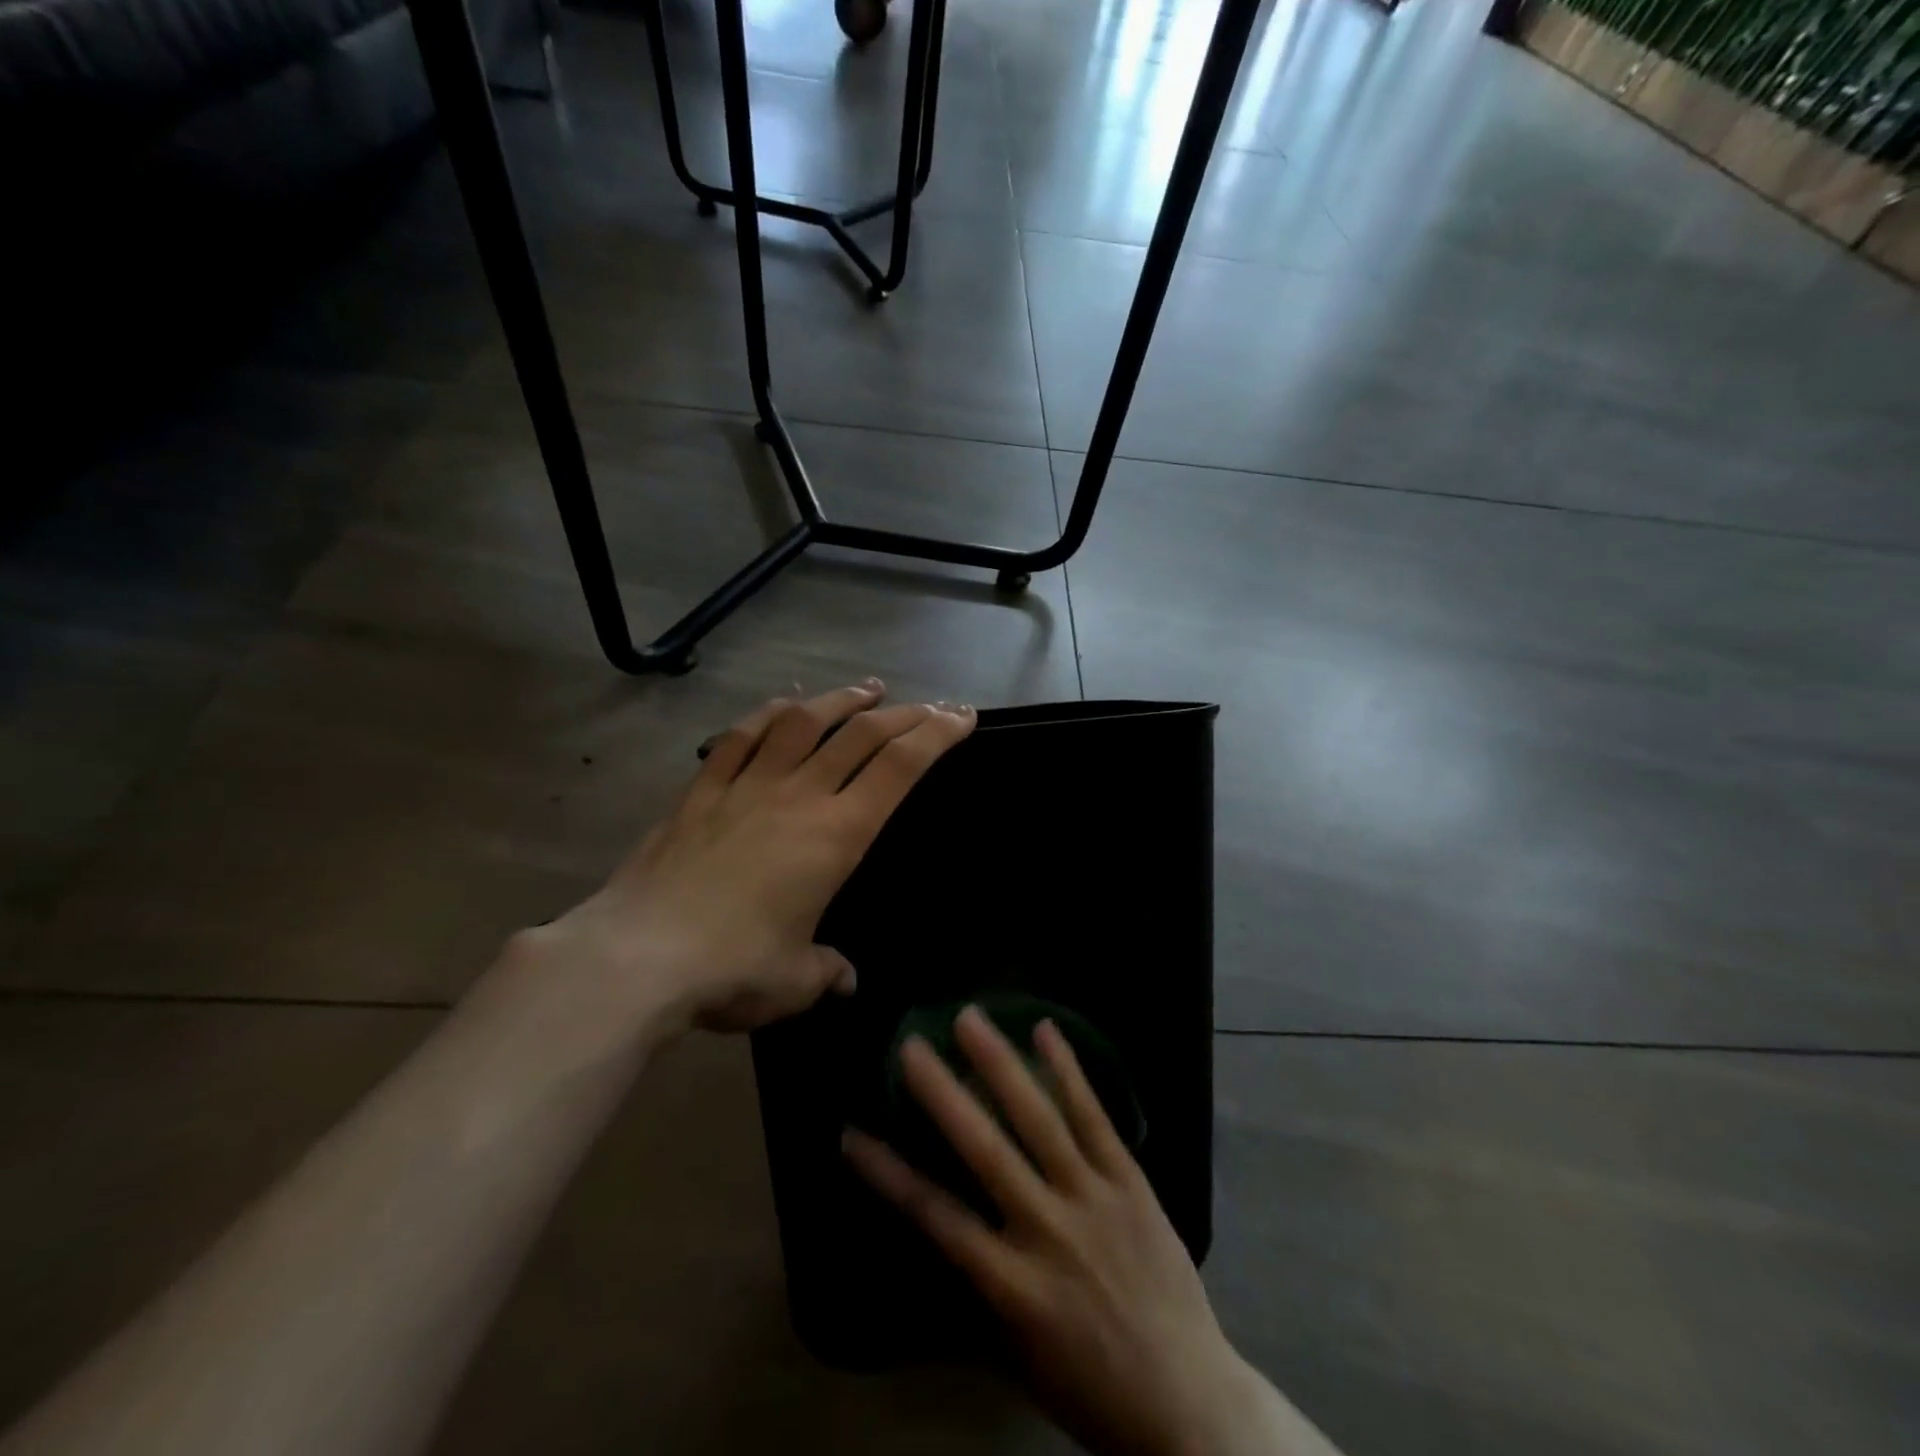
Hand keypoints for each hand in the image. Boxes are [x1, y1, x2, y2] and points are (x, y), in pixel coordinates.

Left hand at [540, 681, 975, 1033]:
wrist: (636, 957)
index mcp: (835, 836)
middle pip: (860, 735)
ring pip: (802, 723)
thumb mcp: (794, 980)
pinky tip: (784, 705)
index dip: (936, 736)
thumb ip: (827, 971)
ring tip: (867, 689)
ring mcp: (746, 787)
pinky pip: (740, 738)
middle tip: (928, 705)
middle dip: (903, 714)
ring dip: (840, 700)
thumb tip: (843, 979)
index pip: (898, 769)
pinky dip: (767, 714)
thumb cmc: (732, 969)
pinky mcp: (701, 792)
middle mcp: (797, 797)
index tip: (961, 716)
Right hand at [843, 1007, 1276, 1455]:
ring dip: (1001, 1064)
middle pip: (985, 1150)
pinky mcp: (1130, 1182)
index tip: (852, 1135)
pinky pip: (1095, 1118)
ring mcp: (1092, 1198)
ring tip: (970, 1018)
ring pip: (1039, 1120)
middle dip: (943, 1094)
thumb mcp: (1020, 1355)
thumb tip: (946, 1229)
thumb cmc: (1092, 1388)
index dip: (889, 1174)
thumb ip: (982, 1288)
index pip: (936, 1218)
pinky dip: (1068, 1072)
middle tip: (911, 1046)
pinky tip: (1045, 1030)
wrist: (1190, 1405)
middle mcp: (1047, 1230)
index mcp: (1011, 1284)